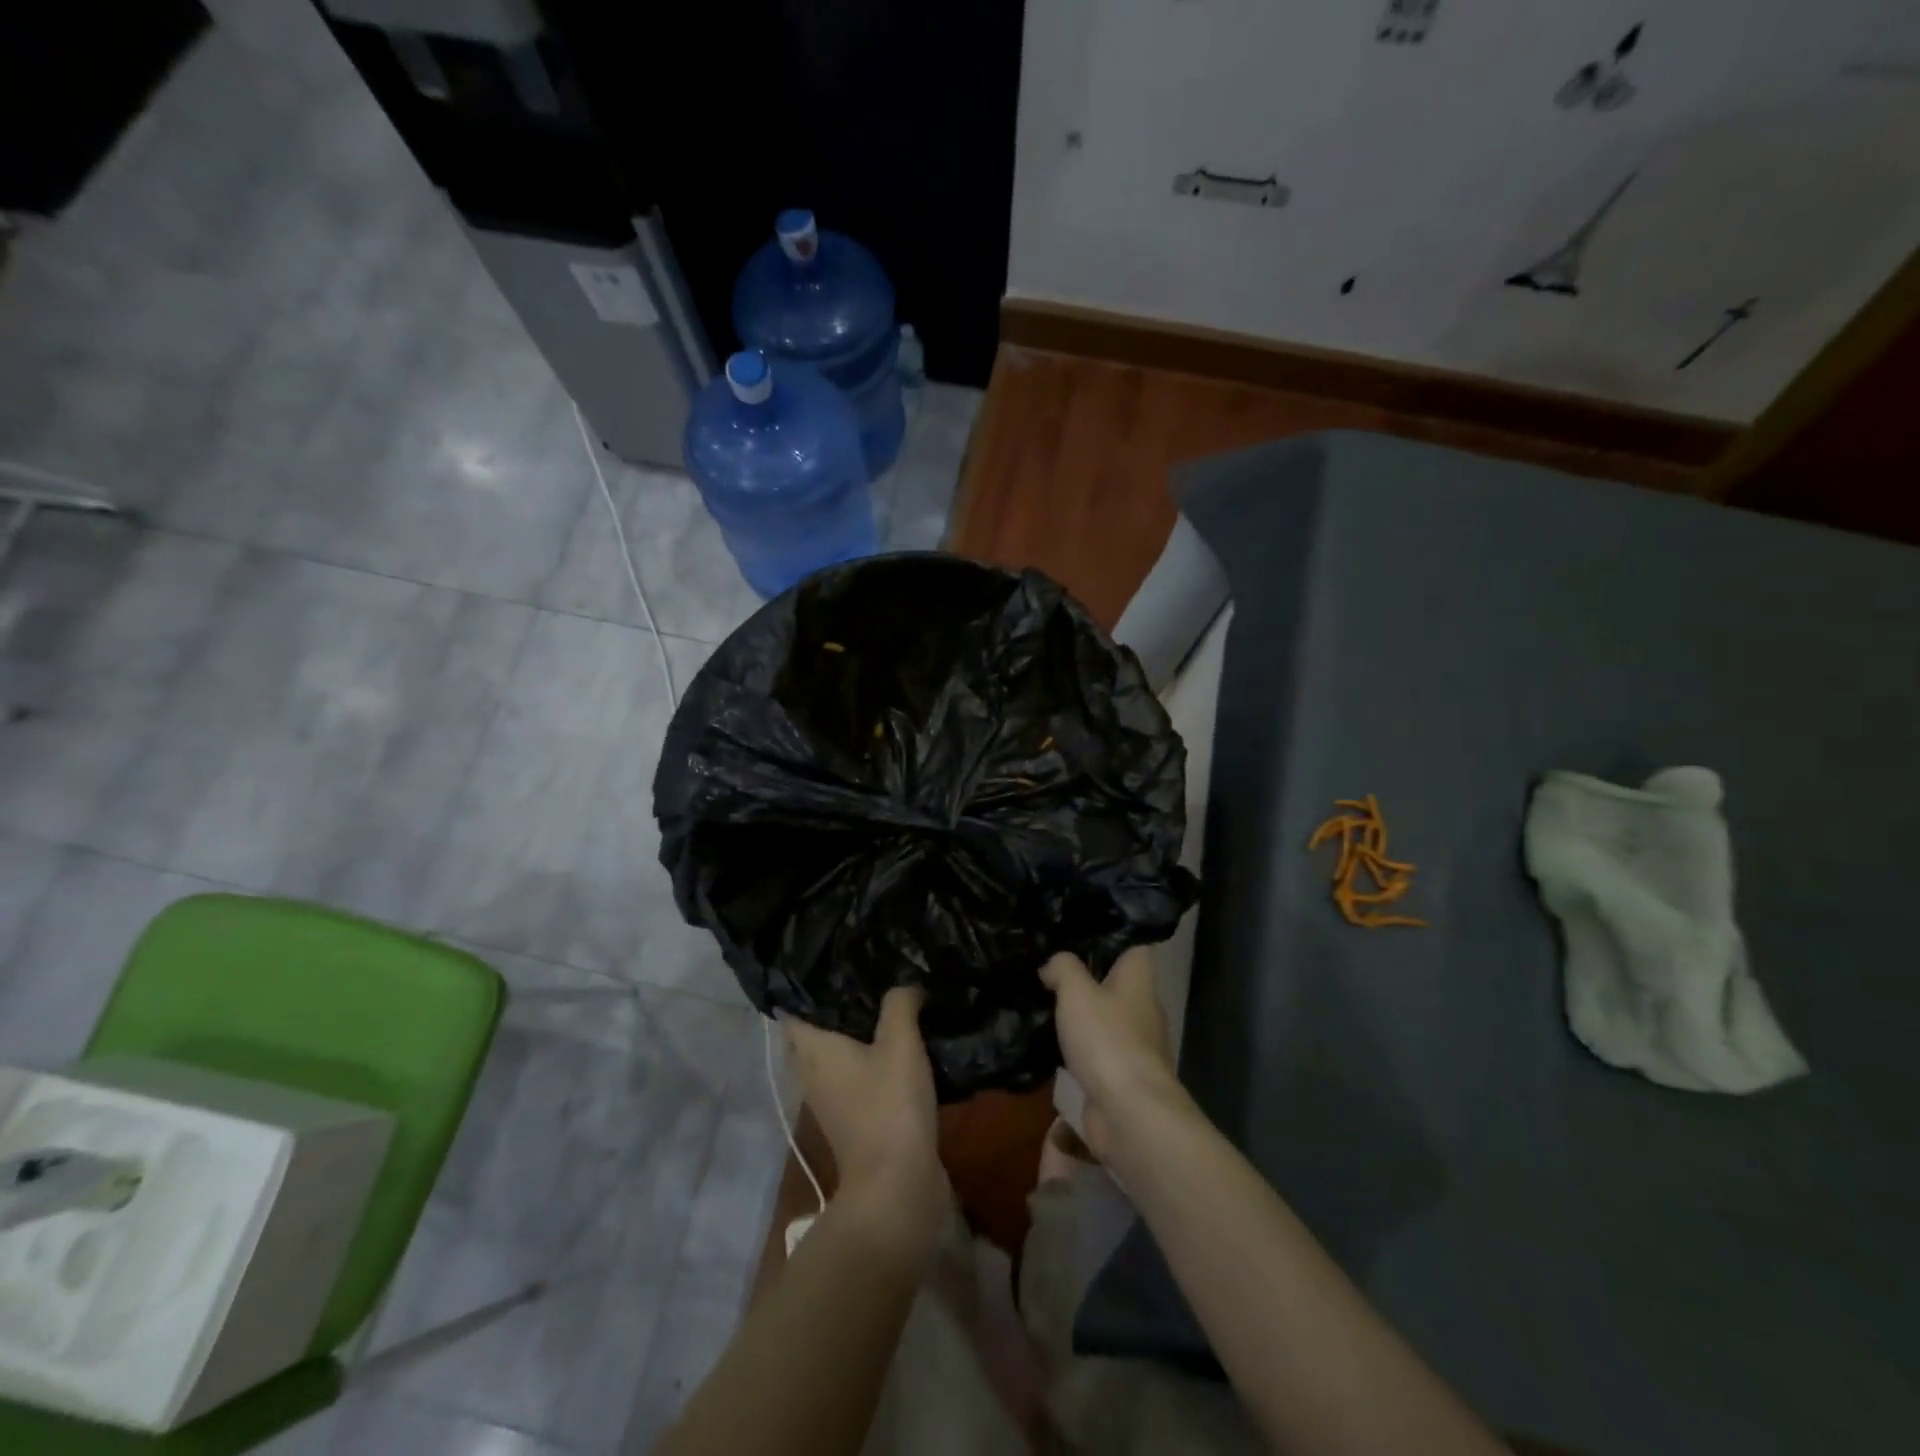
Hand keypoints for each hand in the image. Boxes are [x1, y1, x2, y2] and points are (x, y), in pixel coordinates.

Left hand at [782, 987, 945, 1254]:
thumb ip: (899, 1003)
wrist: (896, 1185)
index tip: (828, 960)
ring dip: (852, 1033)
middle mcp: (810, 1072)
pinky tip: (895, 1045)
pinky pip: (851, 1074)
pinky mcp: (850, 1117)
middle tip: (863, 975)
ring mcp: (828, 1099)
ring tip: (883, 1004)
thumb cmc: (889, 1105)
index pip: (792, 1008)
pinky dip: (865, 1058)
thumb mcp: (900, 1042)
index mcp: (812, 1049)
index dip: (804, 985)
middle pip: (813, 1031)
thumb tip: (905, 984)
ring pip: (833, 1054)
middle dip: (833, 1006)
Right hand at [1042, 947, 1188, 1160]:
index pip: (1132, 943)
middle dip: (1085, 974)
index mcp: (1138, 979)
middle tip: (1047, 963)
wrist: (1129, 1113)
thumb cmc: (1107, 1039)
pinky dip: (1076, 1046)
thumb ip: (1062, 967)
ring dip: (1079, 1012)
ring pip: (1103, 1016)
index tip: (1076, 927)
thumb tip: (1052, 966)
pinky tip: (1049, 1041)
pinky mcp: (1120, 1074)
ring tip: (1042, 998)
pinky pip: (1095, 1049)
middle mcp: (1142, 1007)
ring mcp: (1133, 1043)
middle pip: (1114, 980)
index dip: (1108, 932)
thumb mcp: (1076, 991)